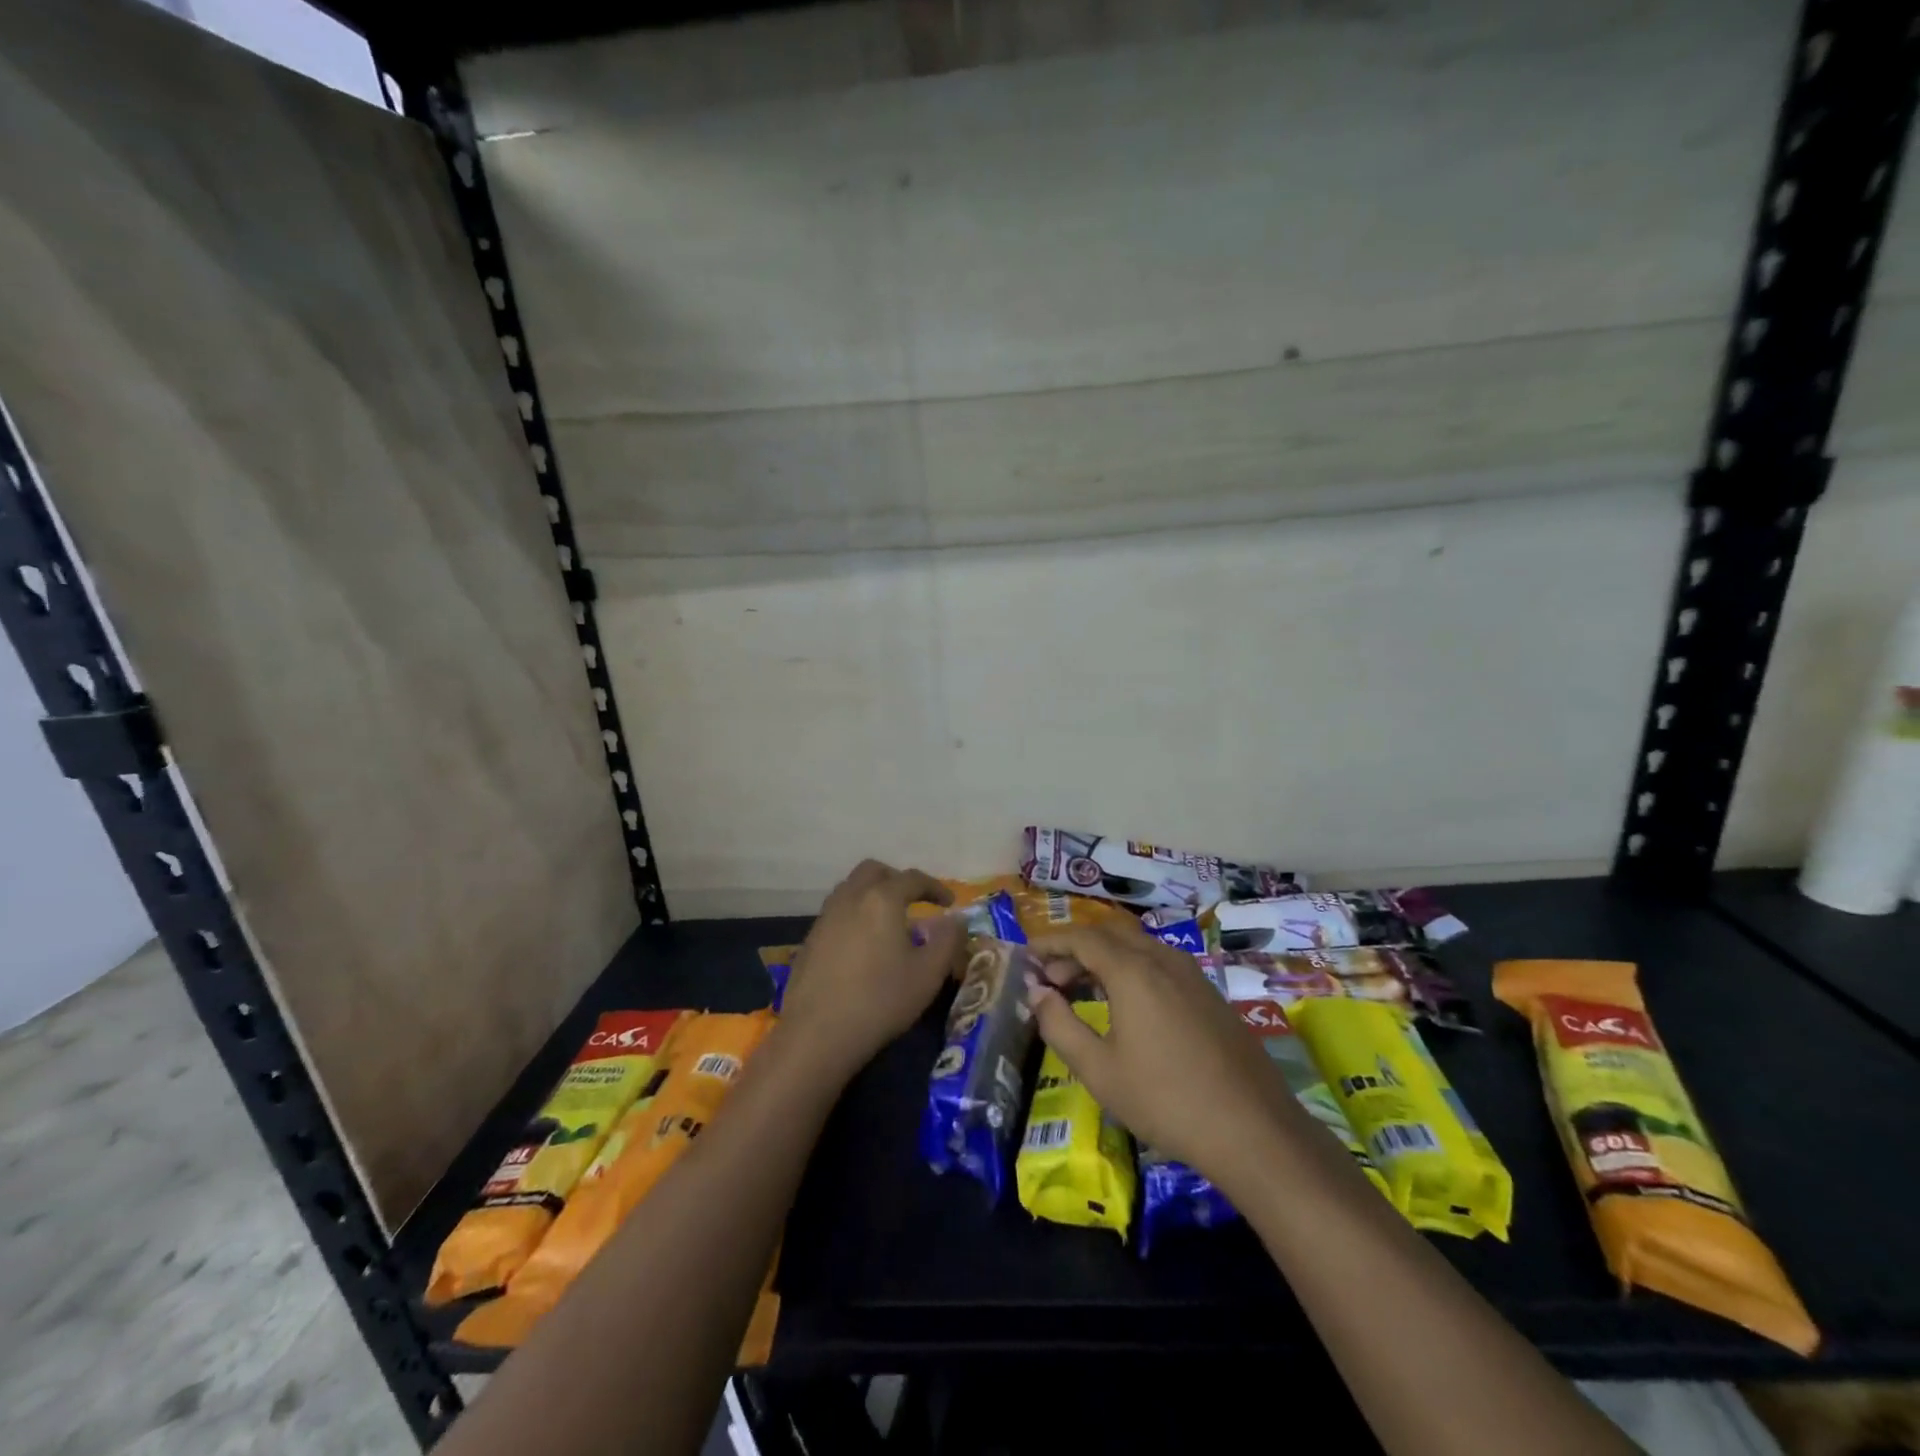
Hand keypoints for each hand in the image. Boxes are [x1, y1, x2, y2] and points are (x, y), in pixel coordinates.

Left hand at [779, 860, 963, 1078]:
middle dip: (897, 880)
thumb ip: (949, 940)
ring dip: (872, 895)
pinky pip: (836, 912)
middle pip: (874, 871)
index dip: (935, 887)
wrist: (817, 1034)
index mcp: (882, 899)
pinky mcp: (809, 940)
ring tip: (888, 922)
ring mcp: (825, 918)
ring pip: (851, 889)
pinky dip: (855, 915)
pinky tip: (863, 946)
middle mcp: (851, 898)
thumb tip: (956, 919)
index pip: (913, 879)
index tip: (949, 903)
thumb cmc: (881, 1000)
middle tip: (914, 901)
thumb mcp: (928, 974)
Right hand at [1027, 919, 1298, 1191]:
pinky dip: (1130, 969)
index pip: (1081, 937)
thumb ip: (1059, 1025)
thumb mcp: (1099, 1070)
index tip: (1026, 956)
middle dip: (1074, 949)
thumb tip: (1037, 993)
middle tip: (1050, 980)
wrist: (1254, 1130)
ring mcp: (1191, 974)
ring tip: (1081, 992)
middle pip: (1109, 935)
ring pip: (1137, 947)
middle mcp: (1162, 959)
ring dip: (1103, 959)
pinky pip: (1159, 963)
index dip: (1050, 942)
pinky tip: (1126, 1006)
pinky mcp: (1209, 993)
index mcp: (1132, 970)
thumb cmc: (1166, 1100)